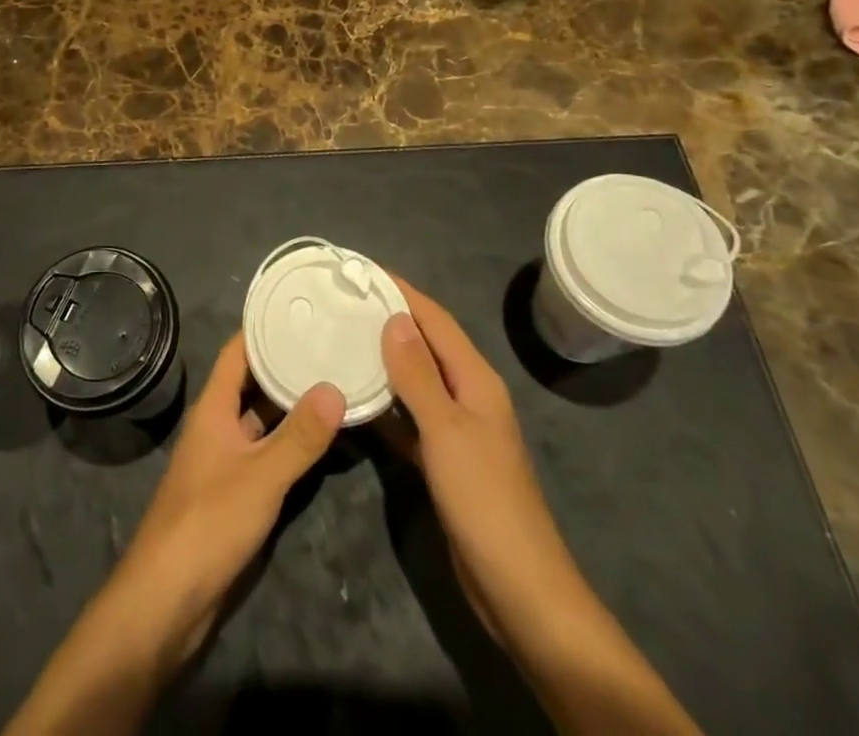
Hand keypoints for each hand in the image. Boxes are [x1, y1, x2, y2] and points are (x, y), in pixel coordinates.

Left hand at [107, 334, 344, 664]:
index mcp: (214, 407)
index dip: (265, 328)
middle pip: (253, 382)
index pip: (239, 351)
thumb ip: (299, 436)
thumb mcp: (261, 476)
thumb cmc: (208, 522)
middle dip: (286, 364)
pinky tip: (321, 438)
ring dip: (291, 404)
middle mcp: (218, 424)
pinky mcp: (235, 491)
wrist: (167, 598)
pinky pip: (266, 452)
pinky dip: (290, 441)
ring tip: (334, 380)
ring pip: (262, 419)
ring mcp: (226, 458)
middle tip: (331, 343)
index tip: (302, 309)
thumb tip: (334, 388)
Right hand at [378, 279, 557, 644]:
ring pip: (414, 380)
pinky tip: (354, 398)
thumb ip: (418, 375)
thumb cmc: (484, 499)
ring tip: (340, 338)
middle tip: (343, 301)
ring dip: (383, 359)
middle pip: (425, 345)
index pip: (435, 320)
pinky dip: (385, 404)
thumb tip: (395, 318)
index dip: (402, 292)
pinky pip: (408, 417)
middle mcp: (467, 395)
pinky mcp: (442, 459)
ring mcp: (456, 429)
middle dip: (389, 319)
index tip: (362, 271)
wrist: (518, 588)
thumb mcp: (447, 431)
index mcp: (476, 380)